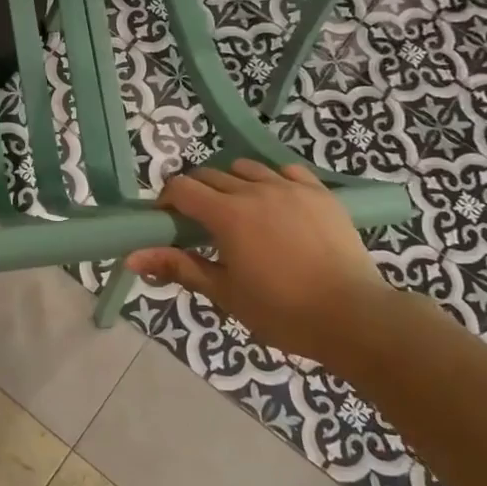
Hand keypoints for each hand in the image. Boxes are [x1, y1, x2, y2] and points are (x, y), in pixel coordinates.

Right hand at [126, 161, 397, 364]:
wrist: (354, 317)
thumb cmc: (282, 311)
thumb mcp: (224, 292)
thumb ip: (178, 266)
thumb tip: (132, 257)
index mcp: (227, 214)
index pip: (181, 187)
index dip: (166, 200)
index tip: (167, 221)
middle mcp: (255, 190)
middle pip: (210, 174)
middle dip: (196, 193)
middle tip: (199, 224)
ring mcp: (291, 188)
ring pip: (247, 169)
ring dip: (232, 183)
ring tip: (238, 213)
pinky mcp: (320, 193)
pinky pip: (286, 172)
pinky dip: (271, 181)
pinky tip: (275, 205)